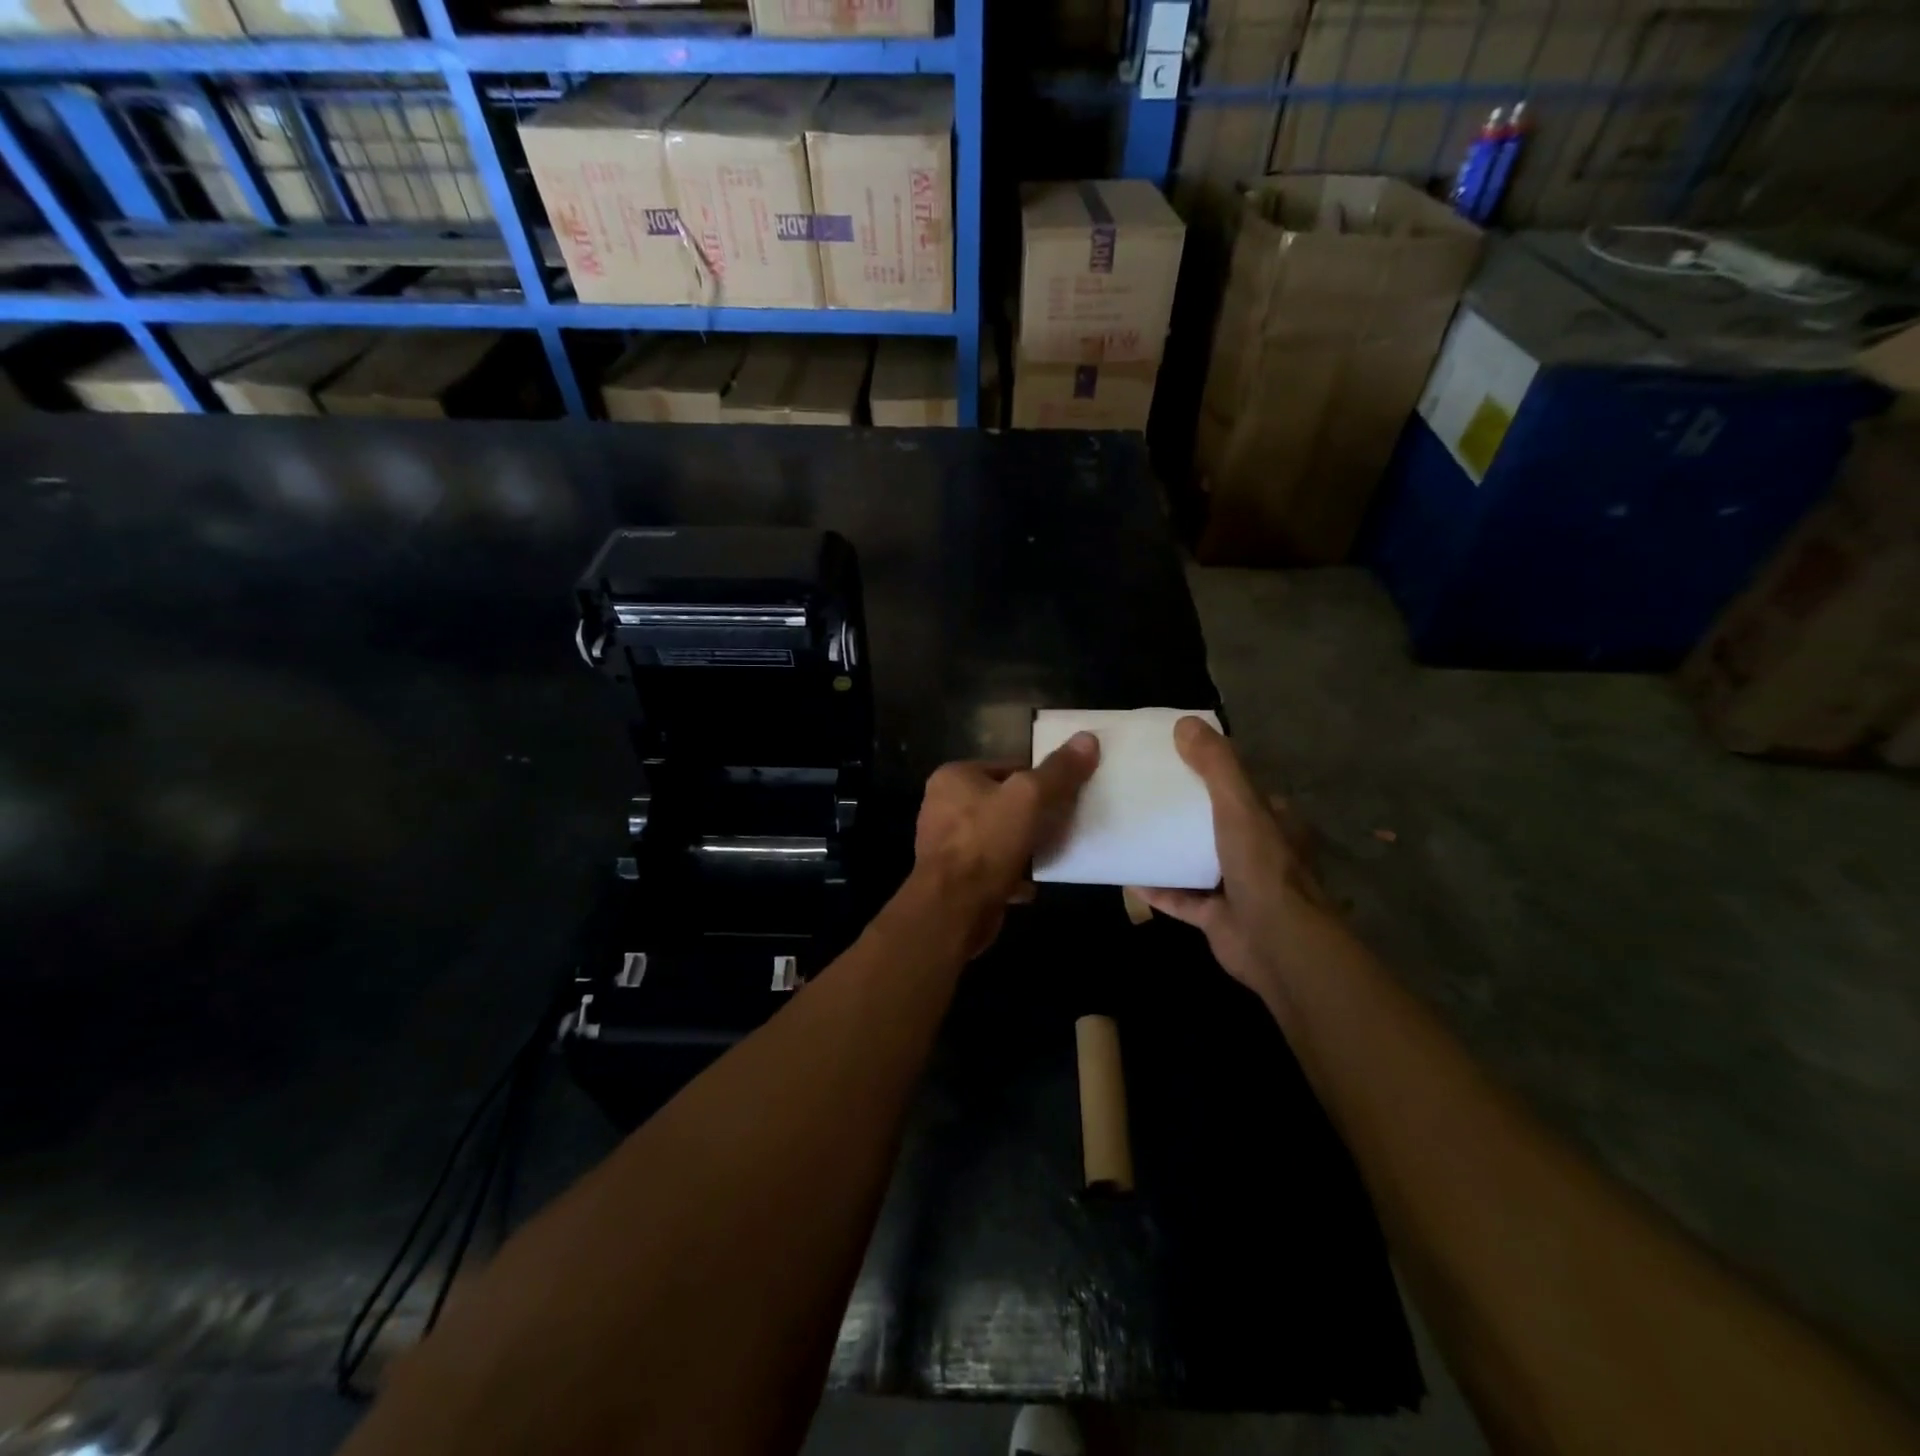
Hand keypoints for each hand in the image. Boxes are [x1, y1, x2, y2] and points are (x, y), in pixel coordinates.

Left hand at [911, 732, 1099, 955]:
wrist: (953, 909)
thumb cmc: (986, 843)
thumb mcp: (1029, 798)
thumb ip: (1058, 770)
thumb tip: (1088, 738)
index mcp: (953, 777)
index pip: (1008, 766)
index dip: (1040, 779)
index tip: (1068, 794)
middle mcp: (943, 806)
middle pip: (1003, 801)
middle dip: (1033, 814)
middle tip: (1066, 823)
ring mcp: (946, 843)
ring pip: (998, 836)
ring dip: (1024, 844)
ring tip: (1053, 851)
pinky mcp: (955, 877)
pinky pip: (992, 867)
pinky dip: (1012, 873)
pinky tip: (1032, 883)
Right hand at [1139, 716, 1338, 1005]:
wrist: (1275, 944)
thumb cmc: (1262, 867)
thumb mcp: (1239, 805)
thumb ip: (1216, 765)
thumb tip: (1185, 723)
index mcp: (1274, 823)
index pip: (1243, 790)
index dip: (1213, 773)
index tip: (1176, 760)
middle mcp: (1260, 853)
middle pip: (1217, 824)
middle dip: (1185, 812)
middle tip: (1145, 793)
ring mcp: (1239, 888)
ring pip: (1199, 861)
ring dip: (1170, 850)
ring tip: (1133, 828)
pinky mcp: (1218, 918)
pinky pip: (1181, 898)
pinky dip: (1157, 888)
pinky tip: (1127, 874)